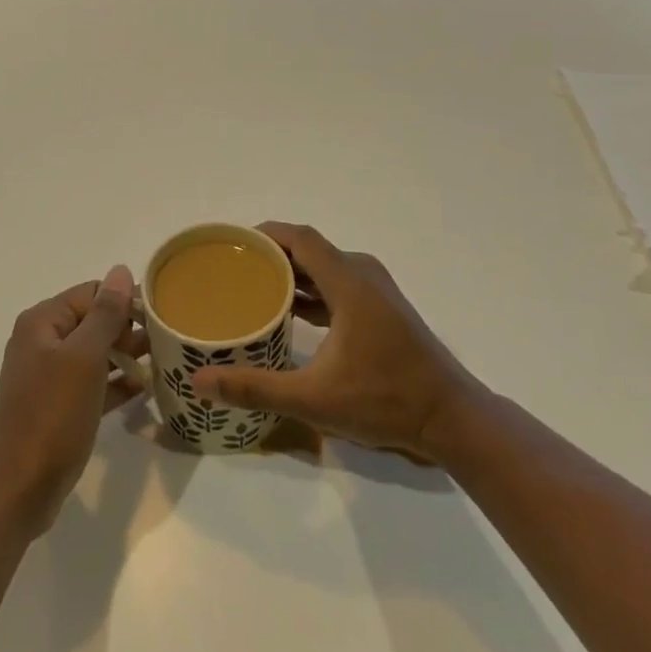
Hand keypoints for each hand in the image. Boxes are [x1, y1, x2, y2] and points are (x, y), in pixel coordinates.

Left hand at [0, 266, 145, 537]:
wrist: (19, 491)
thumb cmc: (52, 416)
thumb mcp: (84, 358)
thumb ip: (105, 313)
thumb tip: (121, 270)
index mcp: (42, 322)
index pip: (91, 293)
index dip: (125, 301)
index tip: (160, 317)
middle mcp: (41, 342)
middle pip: (93, 321)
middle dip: (127, 330)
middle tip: (165, 342)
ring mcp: (47, 376)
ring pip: (94, 354)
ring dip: (125, 356)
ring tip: (163, 362)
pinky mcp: (56, 407)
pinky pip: (91, 384)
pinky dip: (114, 383)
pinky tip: (144, 389)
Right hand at [191, 222, 482, 460]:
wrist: (450, 418)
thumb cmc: (384, 400)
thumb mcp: (314, 399)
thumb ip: (256, 388)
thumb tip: (200, 383)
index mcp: (349, 282)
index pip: (300, 238)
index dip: (265, 234)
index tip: (231, 244)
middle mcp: (362, 274)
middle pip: (309, 249)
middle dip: (271, 255)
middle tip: (233, 269)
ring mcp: (375, 290)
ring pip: (324, 268)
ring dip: (292, 274)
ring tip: (253, 288)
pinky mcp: (381, 308)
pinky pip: (337, 284)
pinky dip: (312, 290)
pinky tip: (289, 312)